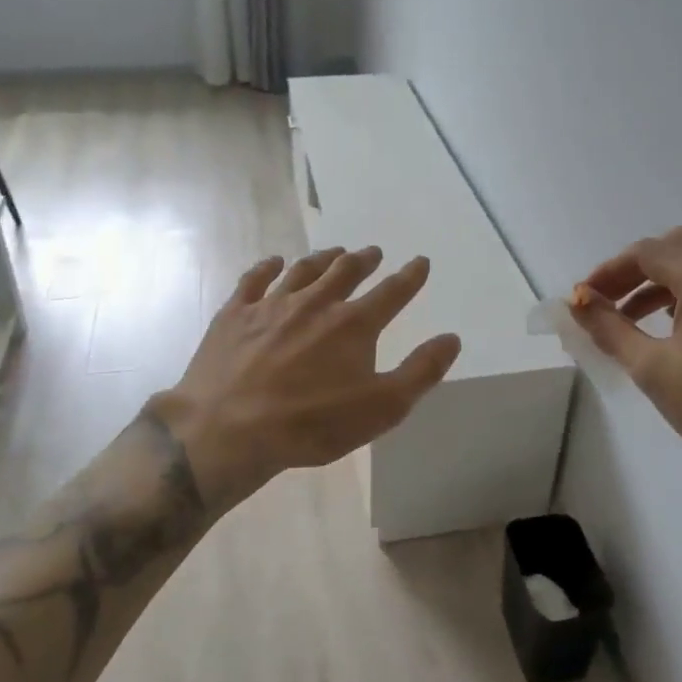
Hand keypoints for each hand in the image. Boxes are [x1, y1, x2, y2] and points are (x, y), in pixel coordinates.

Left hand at [148, 246, 462, 510]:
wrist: (230, 429)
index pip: (392, 292)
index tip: (420, 262)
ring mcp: (272, 304)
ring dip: (323, 259)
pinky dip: (268, 267)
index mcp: (354, 324)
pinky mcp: (235, 314)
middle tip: (373, 252)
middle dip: (364, 260)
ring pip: (303, 270)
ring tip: (334, 252)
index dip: (410, 276)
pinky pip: (254, 280)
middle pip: (345, 271)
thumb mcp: (382, 408)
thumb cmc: (312, 423)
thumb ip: (421, 372)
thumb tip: (451, 338)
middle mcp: (316, 303)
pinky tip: (275, 262)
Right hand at [571, 227, 681, 510]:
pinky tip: (676, 326)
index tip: (584, 299)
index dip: (608, 272)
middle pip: (676, 247)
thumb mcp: (651, 368)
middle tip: (607, 303)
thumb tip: (577, 303)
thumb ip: (609, 327)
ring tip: (633, 320)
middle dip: (635, 270)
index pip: (647, 253)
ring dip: (664, 280)